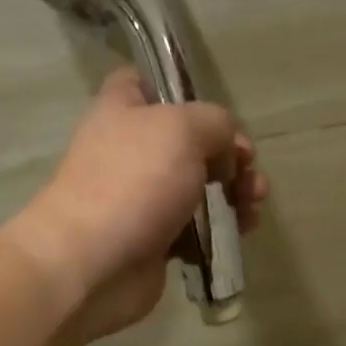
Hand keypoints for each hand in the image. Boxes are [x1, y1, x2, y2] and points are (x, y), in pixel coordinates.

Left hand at [5, 70, 266, 339]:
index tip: (216, 114)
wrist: (93, 263)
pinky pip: (197, 227)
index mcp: (123, 110)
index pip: (148, 82)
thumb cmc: (134, 182)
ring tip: (253, 205)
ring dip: (235, 193)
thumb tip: (225, 152)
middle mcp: (130, 149)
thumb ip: (216, 123)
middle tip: (248, 172)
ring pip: (200, 186)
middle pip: (190, 141)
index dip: (183, 91)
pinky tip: (241, 232)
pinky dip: (221, 228)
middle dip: (230, 156)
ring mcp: (142, 196)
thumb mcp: (184, 129)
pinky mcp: (155, 238)